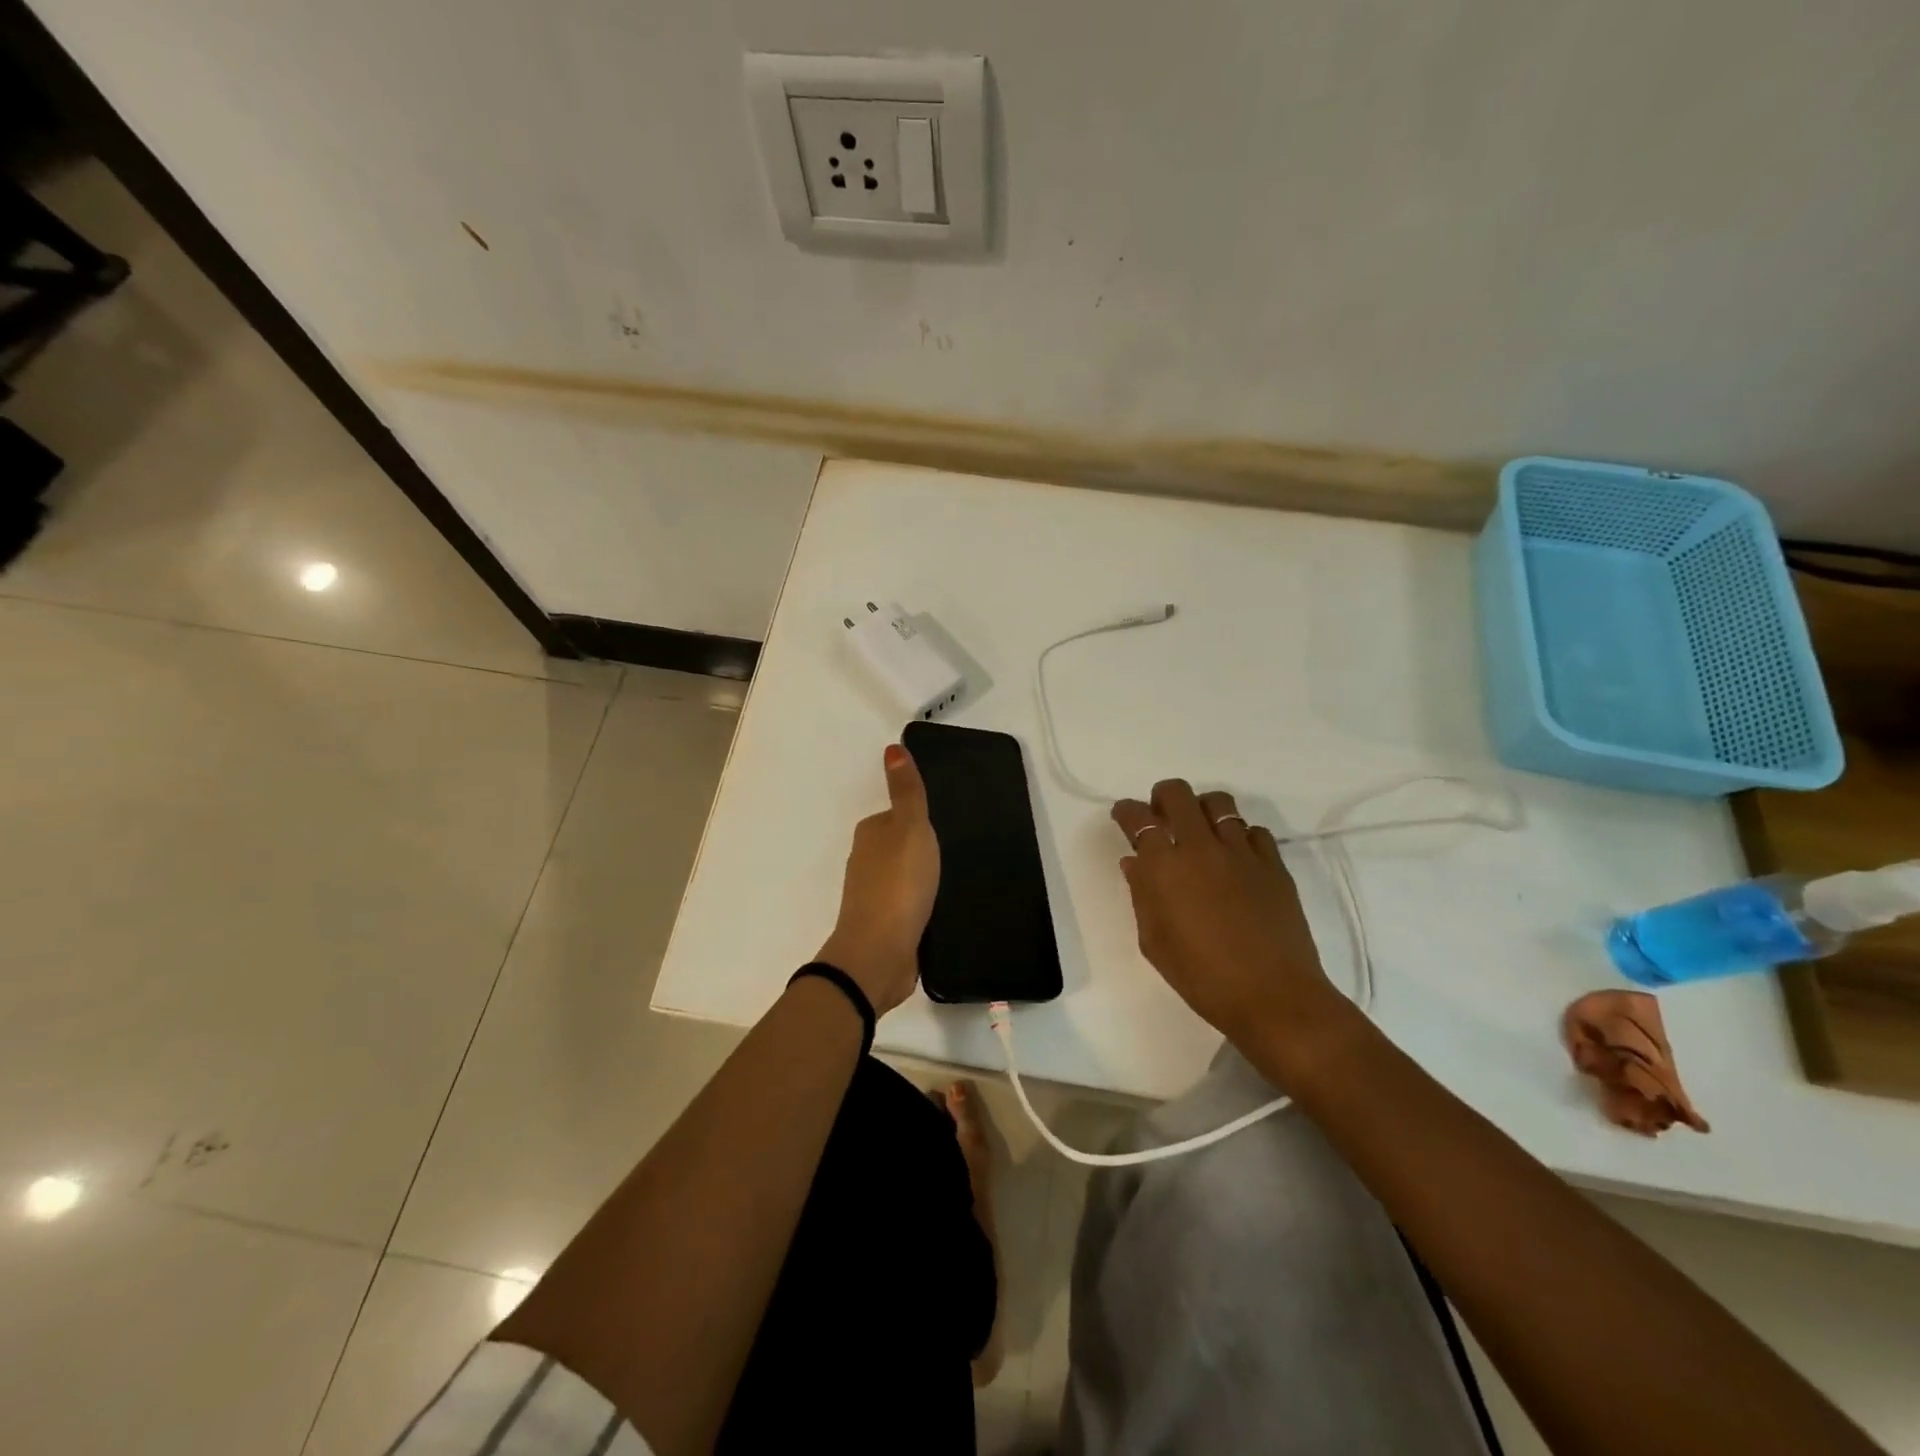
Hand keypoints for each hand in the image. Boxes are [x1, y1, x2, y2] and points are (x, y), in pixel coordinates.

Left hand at [817, 743, 939, 1016]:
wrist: (879, 953)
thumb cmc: (898, 884)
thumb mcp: (910, 828)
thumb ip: (906, 791)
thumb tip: (893, 748)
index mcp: (870, 835)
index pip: (896, 817)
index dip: (920, 821)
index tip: (947, 828)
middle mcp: (866, 863)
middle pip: (899, 848)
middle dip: (922, 851)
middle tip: (957, 855)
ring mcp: (873, 897)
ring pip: (904, 878)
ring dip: (922, 881)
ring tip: (953, 883)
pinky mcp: (886, 926)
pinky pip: (909, 906)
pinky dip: (921, 905)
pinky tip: (940, 911)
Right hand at [1112, 779, 1339, 1052]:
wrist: (1272, 996)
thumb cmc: (1202, 976)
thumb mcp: (1154, 942)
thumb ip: (1142, 895)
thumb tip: (1136, 863)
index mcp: (1164, 867)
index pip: (1139, 819)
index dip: (1127, 811)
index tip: (1124, 815)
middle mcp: (1201, 847)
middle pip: (1178, 794)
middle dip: (1163, 797)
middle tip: (1161, 815)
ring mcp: (1241, 852)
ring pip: (1219, 803)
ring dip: (1202, 809)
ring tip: (1200, 831)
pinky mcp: (1274, 864)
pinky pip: (1254, 831)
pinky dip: (1239, 835)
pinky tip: (1236, 857)